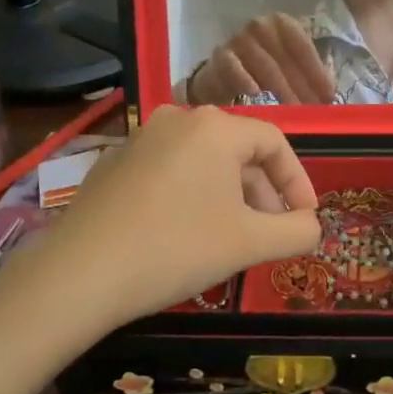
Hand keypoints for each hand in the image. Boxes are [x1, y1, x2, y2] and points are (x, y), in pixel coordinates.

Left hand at [44, 106, 320, 325]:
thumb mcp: (249, 243)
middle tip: (270, 232)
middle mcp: (178, 119)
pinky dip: (192, 194)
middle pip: (238, 150)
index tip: (305, 219)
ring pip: (203, 161)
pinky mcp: (114, 161)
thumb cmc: (177, 248)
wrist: (80, 274)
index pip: (274, 143)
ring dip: (228, 195)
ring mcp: (141, 138)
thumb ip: (296, 232)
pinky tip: (186, 233)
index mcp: (215, 127)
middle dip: (262, 193)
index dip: (298, 182)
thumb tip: (313, 226)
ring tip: (232, 237)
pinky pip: (170, 170)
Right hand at [187, 14, 335, 105]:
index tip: (328, 96)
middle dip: (301, 86)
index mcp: (282, 24)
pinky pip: (233, 67)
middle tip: (312, 110)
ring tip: (292, 110)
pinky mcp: (220, 56)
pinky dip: (244, 79)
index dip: (316, 72)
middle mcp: (260, 26)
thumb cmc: (265, 69)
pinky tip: (255, 93)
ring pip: (264, 65)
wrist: (222, 73)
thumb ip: (311, 75)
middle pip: (285, 57)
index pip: (302, 45)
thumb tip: (331, 95)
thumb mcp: (290, 67)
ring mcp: (238, 39)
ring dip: (281, 89)